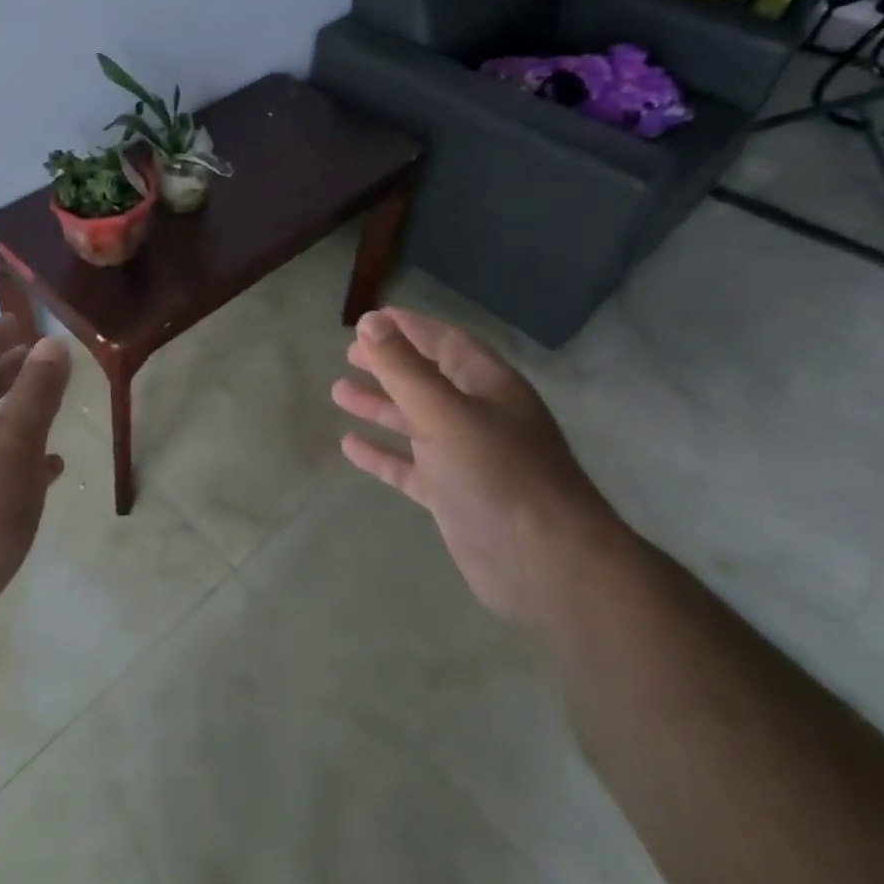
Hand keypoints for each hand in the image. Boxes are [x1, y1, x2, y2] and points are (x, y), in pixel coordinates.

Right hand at [332, 308, 624, 625]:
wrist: (546, 565)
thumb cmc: (496, 473)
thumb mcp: (442, 411)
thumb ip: (402, 368)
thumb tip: (370, 322)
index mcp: (489, 386)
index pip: (446, 342)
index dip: (410, 327)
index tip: (371, 318)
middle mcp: (481, 417)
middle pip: (429, 379)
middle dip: (390, 365)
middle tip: (349, 355)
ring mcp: (468, 459)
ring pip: (416, 422)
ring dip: (380, 406)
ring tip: (338, 392)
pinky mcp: (455, 497)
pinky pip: (411, 467)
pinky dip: (383, 454)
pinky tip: (349, 446)